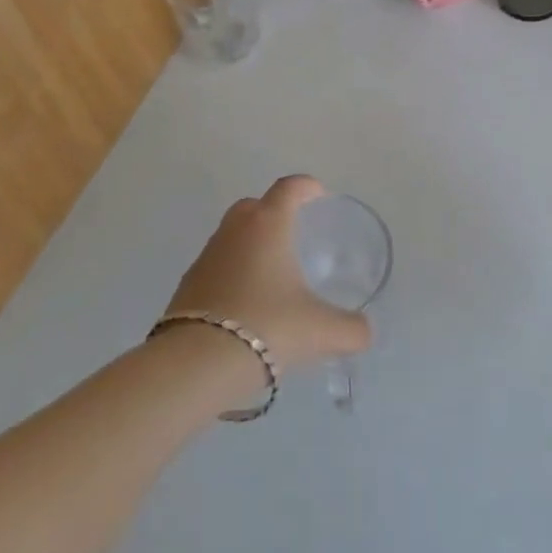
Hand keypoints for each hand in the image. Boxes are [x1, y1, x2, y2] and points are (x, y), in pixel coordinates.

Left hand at [164, 176, 372, 373]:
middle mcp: (234, 231)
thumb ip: (351, 329)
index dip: (306, 187)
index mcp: (268, 225)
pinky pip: (216, 267)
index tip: (319, 195)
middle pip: (254, 206)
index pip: (289, 188)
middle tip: (294, 233)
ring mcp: (206, 257)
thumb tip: (364, 331)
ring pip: (231, 236)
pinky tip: (246, 303)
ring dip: (250, 245)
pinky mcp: (187, 286)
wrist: (196, 364)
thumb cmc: (267, 327)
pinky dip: (232, 274)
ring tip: (271, 274)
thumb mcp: (321, 331)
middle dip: (273, 211)